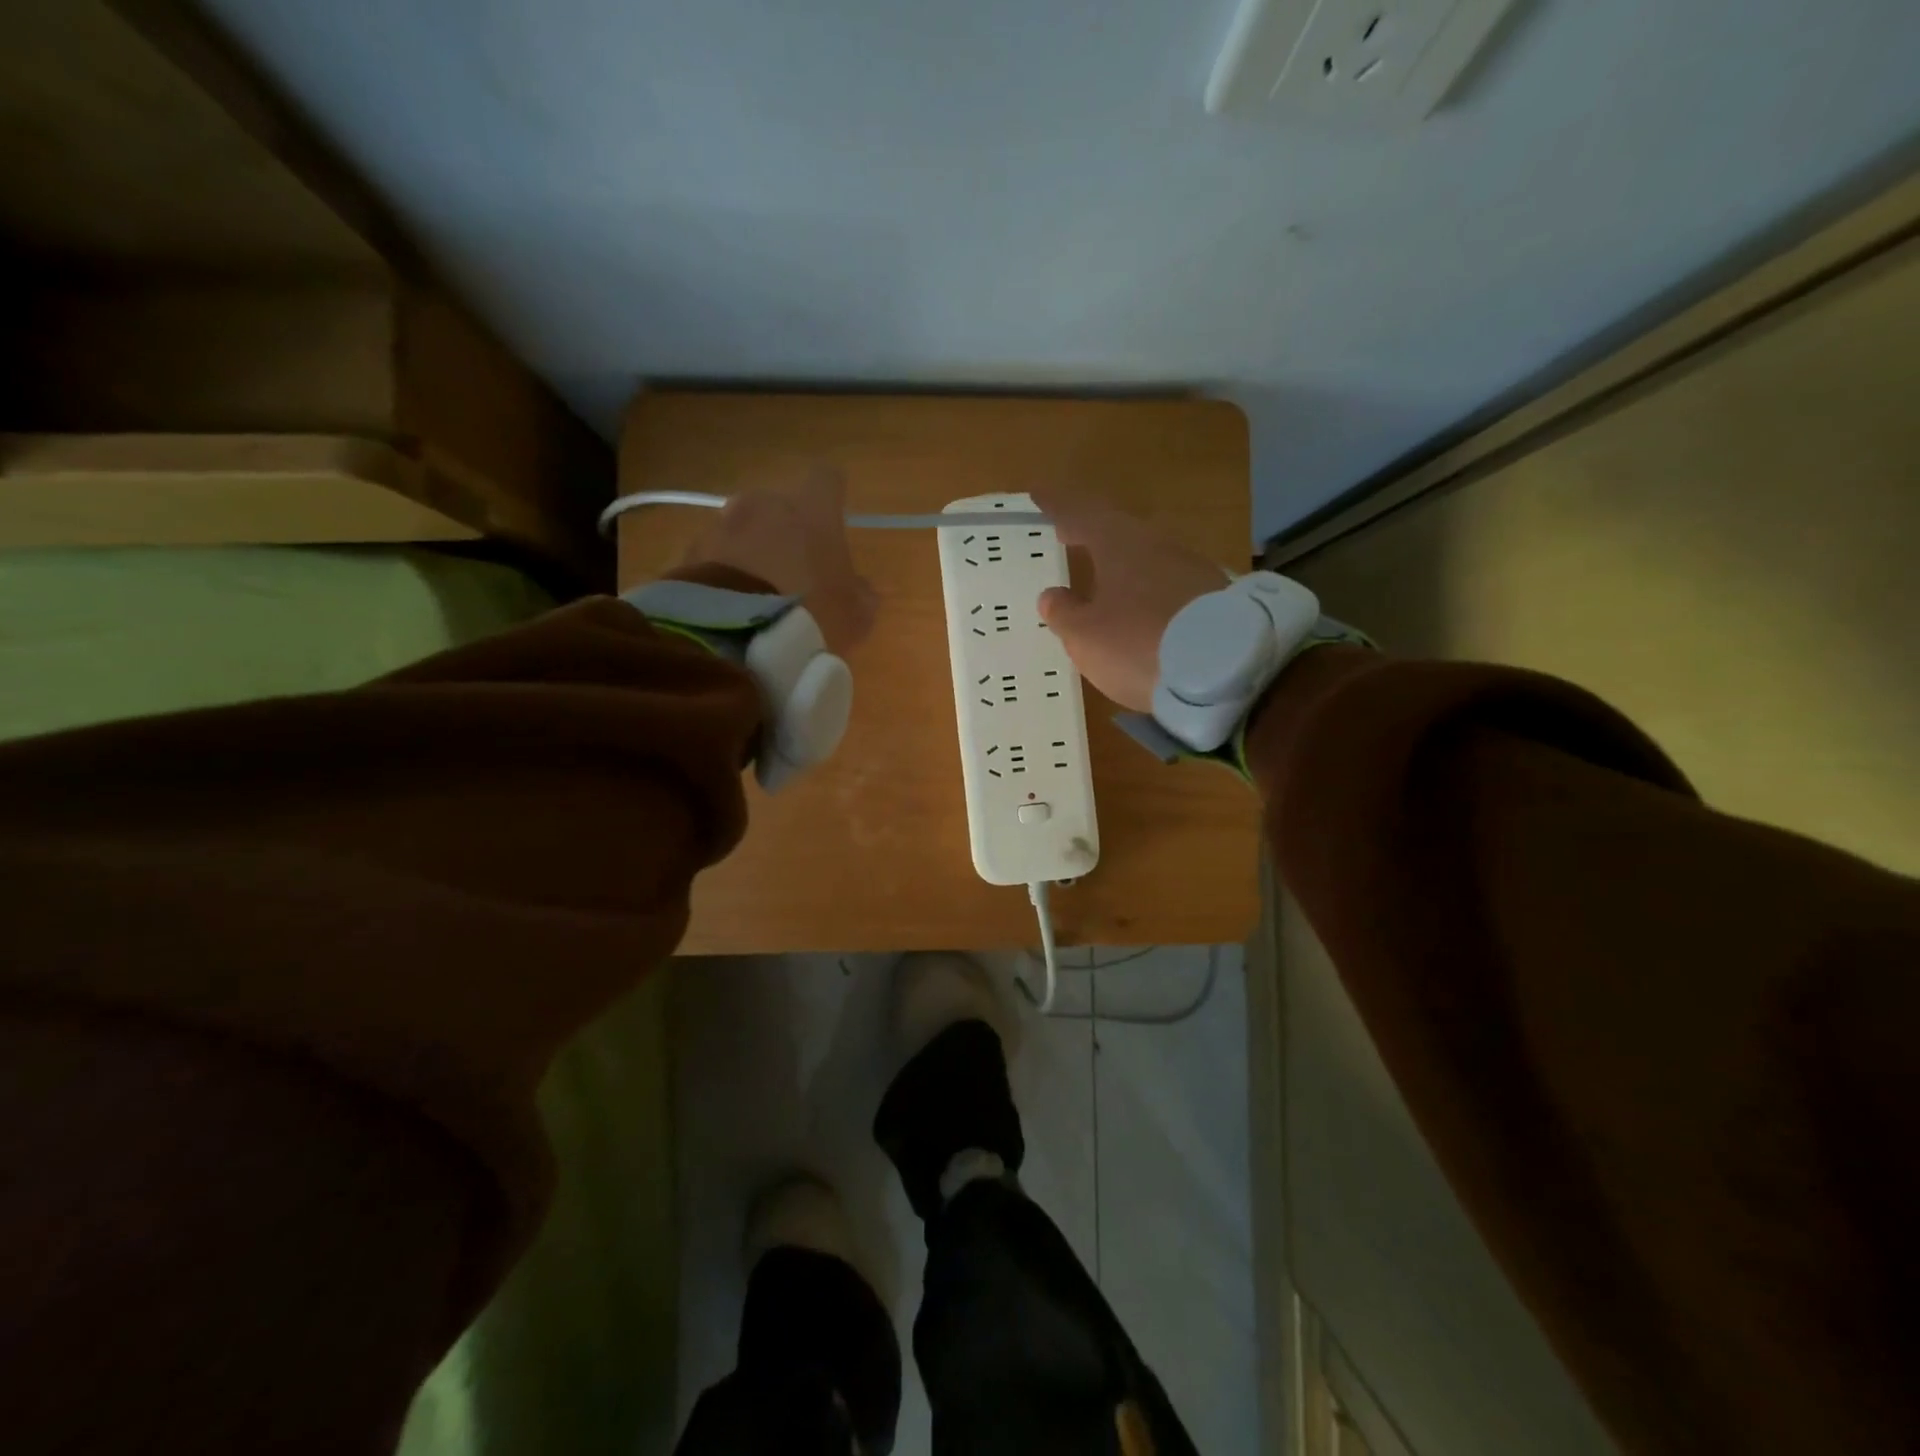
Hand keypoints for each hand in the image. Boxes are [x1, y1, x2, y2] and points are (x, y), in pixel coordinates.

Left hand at [679, 468, 877, 654]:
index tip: (834, 516)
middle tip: (795, 567)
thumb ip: (860, 592)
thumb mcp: (856, 614)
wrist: (734, 636)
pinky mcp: (690, 552)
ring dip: (752, 549)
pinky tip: (733, 604)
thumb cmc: (811, 614)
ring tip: (758, 592)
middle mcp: (764, 503)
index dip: (831, 496)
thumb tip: (857, 586)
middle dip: (786, 528)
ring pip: (743, 528)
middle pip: (779, 504)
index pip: (827, 479)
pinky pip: (715, 556)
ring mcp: (721, 525)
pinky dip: (725, 572)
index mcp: (812, 508)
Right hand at [1030, 486, 1226, 711]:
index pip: (1080, 512)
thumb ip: (1065, 613)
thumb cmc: (1138, 644)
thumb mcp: (1086, 636)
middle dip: (1091, 531)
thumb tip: (1052, 596)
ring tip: (1102, 576)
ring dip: (1122, 562)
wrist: (1226, 670)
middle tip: (1068, 533)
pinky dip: (1147, 588)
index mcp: (1119, 543)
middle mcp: (1157, 544)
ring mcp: (1191, 567)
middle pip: (1118, 529)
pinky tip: (1141, 607)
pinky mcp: (1214, 595)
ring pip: (1146, 555)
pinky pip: (1168, 582)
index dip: (1057, 504)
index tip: (1039, 494)